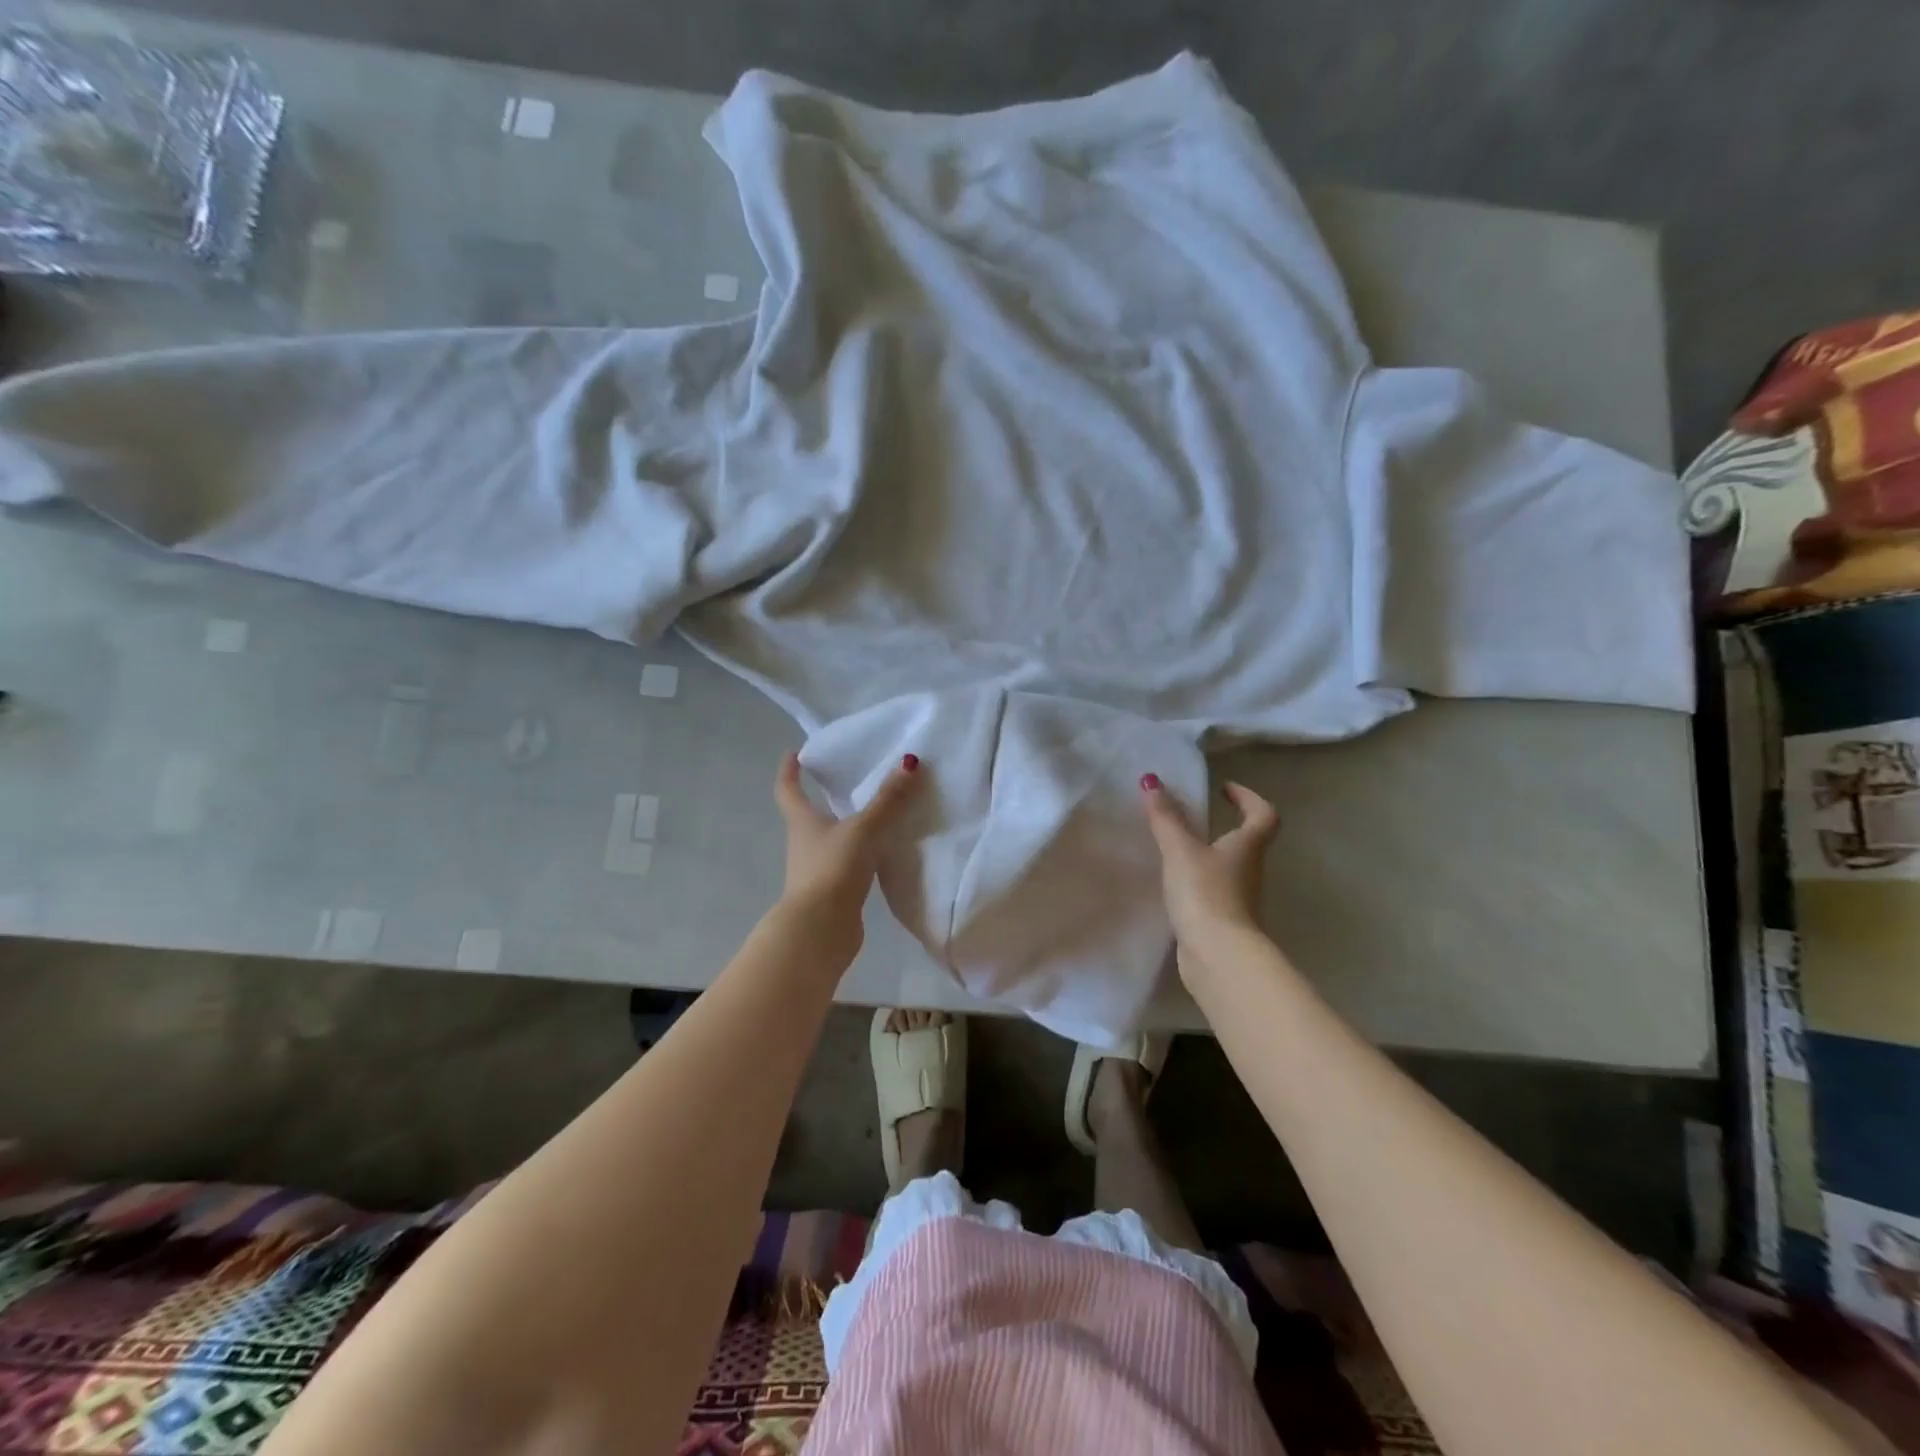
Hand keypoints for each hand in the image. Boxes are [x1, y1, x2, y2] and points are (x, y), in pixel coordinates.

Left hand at [772, 752, 921, 947]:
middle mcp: (803, 843)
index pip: (788, 789)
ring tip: (874, 814)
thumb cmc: (833, 869)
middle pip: (808, 815)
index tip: (794, 754)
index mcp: (802, 821)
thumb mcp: (864, 829)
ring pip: (830, 841)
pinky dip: (860, 855)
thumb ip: (887, 800)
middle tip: (847, 781)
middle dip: (824, 799)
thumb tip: (909, 762)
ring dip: (845, 829)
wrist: (821, 929)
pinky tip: (882, 853)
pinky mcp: (833, 892)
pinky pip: (847, 865)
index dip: (789, 771)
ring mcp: (816, 870)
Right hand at [1141, 775, 1278, 970]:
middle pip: (1247, 843)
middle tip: (1194, 819)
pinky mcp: (1224, 924)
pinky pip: (1213, 894)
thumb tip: (1152, 781)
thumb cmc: (1206, 894)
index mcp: (1247, 847)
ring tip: (1177, 850)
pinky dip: (1198, 884)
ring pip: (1229, 870)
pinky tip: (1174, 887)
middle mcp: (1249, 871)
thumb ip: (1165, 818)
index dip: (1249, 798)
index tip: (1226, 789)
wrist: (1219, 957)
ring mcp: (1239, 900)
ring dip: (1209, 857)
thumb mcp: (1180, 850)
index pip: (1263, 815)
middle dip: (1225, 828)